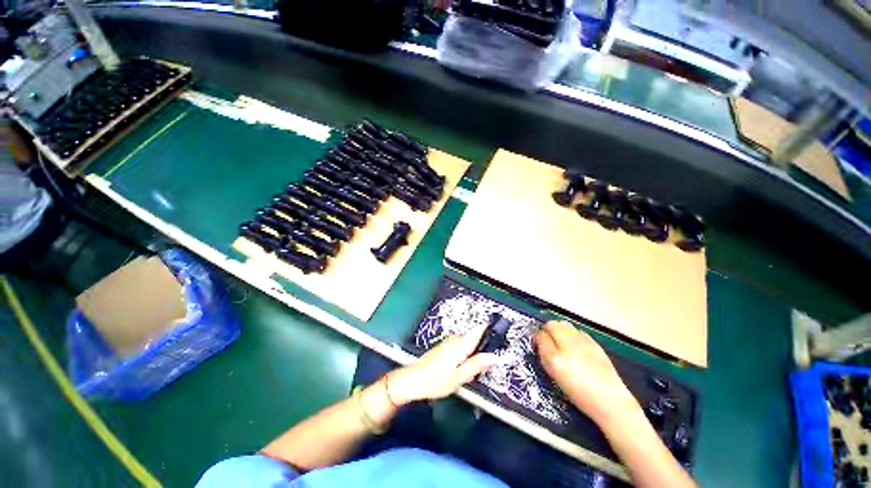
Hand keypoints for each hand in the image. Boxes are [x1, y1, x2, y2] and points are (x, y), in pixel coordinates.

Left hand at [387, 325, 498, 404]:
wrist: (412, 380)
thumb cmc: (436, 380)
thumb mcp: (459, 377)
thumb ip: (476, 365)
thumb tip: (494, 356)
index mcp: (461, 344)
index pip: (479, 329)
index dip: (490, 328)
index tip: (501, 333)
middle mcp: (456, 339)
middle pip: (475, 337)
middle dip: (482, 349)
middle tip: (485, 366)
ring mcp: (449, 342)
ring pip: (468, 344)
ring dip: (474, 354)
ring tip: (471, 372)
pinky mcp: (444, 347)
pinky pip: (461, 347)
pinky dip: (466, 356)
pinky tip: (461, 369)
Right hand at [535, 321, 637, 424]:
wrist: (610, 401)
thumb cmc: (579, 393)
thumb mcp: (555, 376)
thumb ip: (546, 356)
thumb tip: (540, 341)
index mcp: (556, 358)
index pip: (541, 336)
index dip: (537, 337)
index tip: (537, 341)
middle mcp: (568, 346)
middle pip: (552, 324)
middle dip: (548, 328)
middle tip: (548, 338)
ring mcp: (583, 342)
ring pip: (565, 324)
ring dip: (560, 329)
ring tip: (561, 340)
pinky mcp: (595, 343)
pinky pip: (577, 331)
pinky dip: (573, 334)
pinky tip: (576, 345)